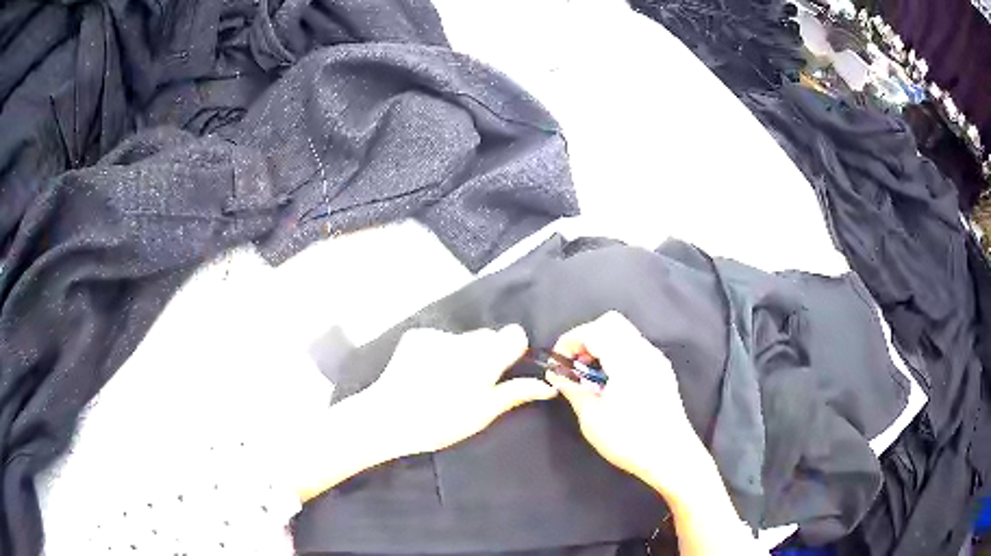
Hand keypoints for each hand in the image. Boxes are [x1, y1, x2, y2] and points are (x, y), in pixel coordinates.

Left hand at [359, 325, 556, 458]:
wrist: (390, 416)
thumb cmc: (442, 421)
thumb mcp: (484, 412)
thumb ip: (516, 392)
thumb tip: (548, 386)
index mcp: (486, 358)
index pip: (514, 334)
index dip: (511, 350)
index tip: (501, 370)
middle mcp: (465, 339)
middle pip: (488, 335)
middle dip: (486, 353)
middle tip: (470, 382)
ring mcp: (438, 334)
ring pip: (463, 338)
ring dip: (461, 352)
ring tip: (444, 379)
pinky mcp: (417, 335)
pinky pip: (440, 338)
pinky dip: (439, 351)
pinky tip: (426, 372)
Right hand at [546, 312, 707, 495]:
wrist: (671, 456)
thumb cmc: (629, 439)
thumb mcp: (592, 417)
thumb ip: (573, 388)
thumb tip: (555, 373)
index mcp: (627, 360)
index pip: (593, 330)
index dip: (569, 340)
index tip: (557, 362)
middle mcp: (644, 352)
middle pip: (611, 322)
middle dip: (586, 338)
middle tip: (574, 365)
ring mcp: (656, 360)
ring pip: (624, 333)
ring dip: (602, 345)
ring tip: (590, 376)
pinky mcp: (662, 371)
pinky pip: (635, 347)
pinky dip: (616, 353)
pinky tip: (610, 382)